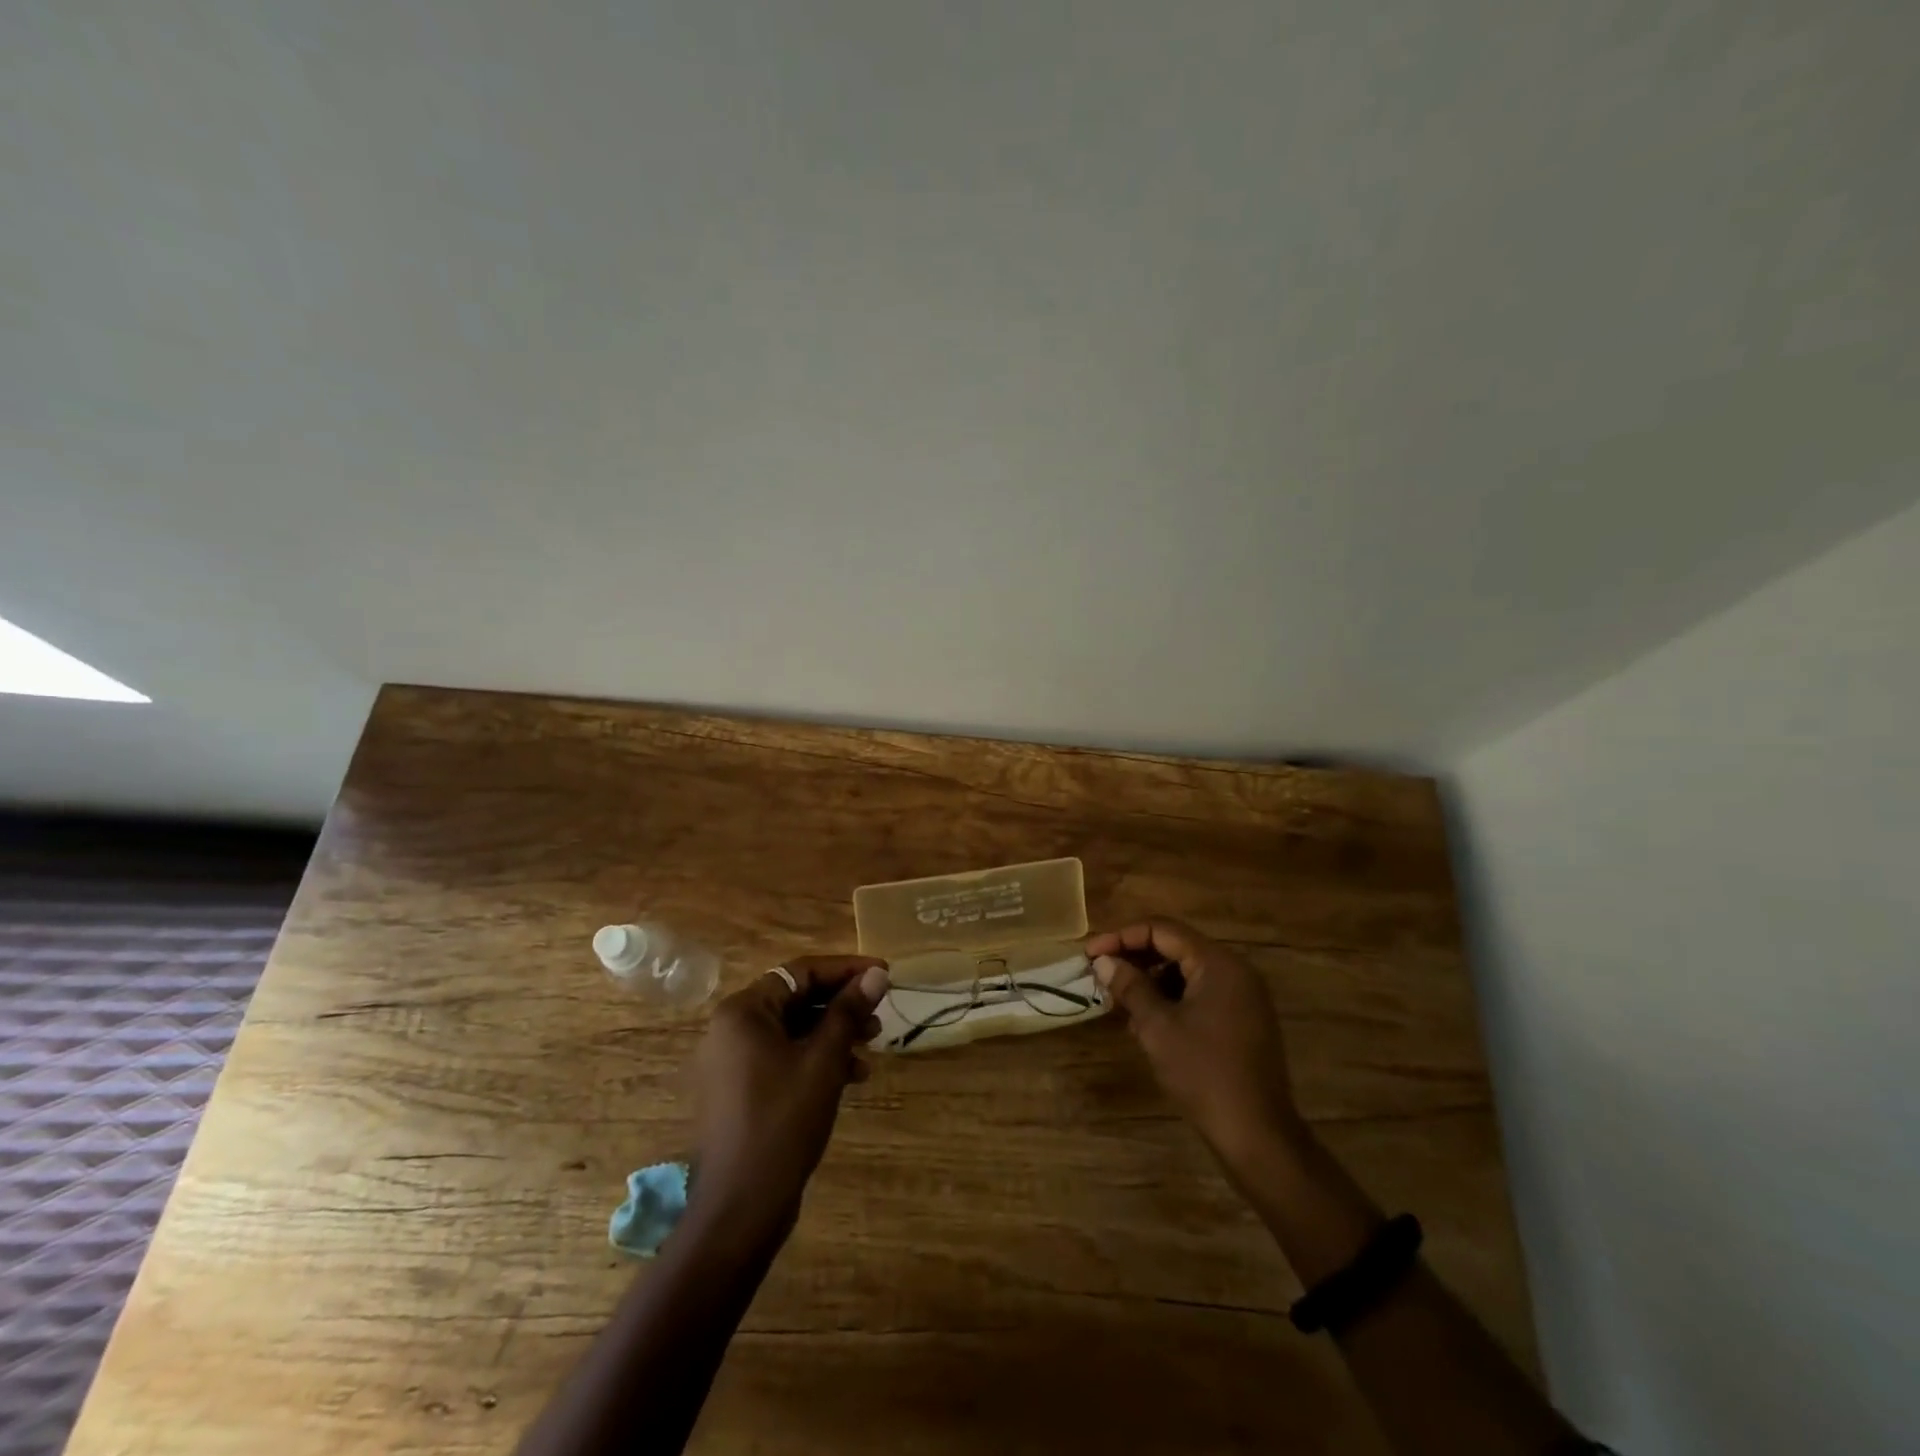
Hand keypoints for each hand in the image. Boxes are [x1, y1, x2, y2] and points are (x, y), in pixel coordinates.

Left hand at [688, 956, 889, 1241]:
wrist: (741, 1207)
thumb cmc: (783, 1122)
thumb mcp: (824, 1061)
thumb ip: (848, 1011)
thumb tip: (876, 973)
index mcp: (744, 1011)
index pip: (801, 972)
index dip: (847, 970)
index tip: (885, 973)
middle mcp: (732, 1028)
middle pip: (797, 999)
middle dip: (842, 1005)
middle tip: (880, 1015)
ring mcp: (733, 1061)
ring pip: (794, 1029)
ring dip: (834, 1033)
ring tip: (872, 1045)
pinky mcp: (741, 1089)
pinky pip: (784, 1056)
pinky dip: (817, 1058)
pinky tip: (851, 1076)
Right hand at [1087, 919, 1302, 1171]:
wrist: (1257, 1135)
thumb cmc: (1203, 1074)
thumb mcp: (1157, 1027)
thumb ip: (1130, 987)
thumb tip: (1103, 961)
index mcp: (1218, 963)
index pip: (1163, 930)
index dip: (1122, 937)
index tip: (1090, 954)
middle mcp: (1235, 971)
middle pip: (1176, 947)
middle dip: (1135, 958)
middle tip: (1101, 973)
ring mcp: (1243, 996)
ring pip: (1186, 972)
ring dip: (1151, 980)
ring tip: (1119, 1001)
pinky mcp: (1243, 1020)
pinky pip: (1200, 994)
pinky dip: (1171, 999)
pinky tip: (1147, 1022)